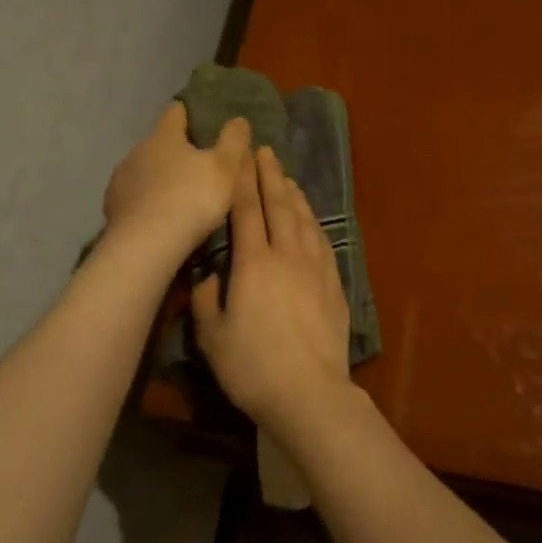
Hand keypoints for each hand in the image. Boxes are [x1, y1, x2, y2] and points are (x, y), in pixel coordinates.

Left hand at [104, 103, 251, 257]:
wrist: (146, 245)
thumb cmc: (191, 198)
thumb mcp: (225, 168)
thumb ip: (233, 141)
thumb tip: (238, 119)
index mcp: (164, 137)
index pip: (176, 112)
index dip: (190, 112)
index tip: (201, 118)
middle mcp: (137, 151)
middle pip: (159, 143)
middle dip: (176, 151)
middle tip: (198, 165)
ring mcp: (120, 180)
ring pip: (144, 171)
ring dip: (159, 178)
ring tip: (178, 196)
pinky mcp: (112, 208)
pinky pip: (133, 197)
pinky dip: (145, 201)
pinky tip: (157, 217)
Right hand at [191, 146, 351, 435]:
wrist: (310, 392)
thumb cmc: (253, 367)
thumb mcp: (213, 337)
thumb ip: (207, 299)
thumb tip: (208, 274)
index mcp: (254, 264)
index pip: (246, 211)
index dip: (242, 180)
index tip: (239, 155)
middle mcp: (287, 255)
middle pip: (279, 205)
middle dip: (269, 175)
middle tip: (264, 150)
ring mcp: (315, 268)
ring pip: (304, 219)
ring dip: (293, 193)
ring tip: (286, 176)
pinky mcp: (334, 283)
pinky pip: (322, 240)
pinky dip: (313, 221)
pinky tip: (310, 217)